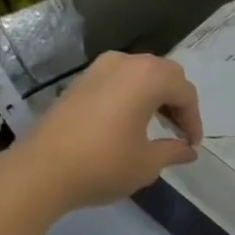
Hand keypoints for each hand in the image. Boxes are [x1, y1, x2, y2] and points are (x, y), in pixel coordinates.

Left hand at [10, 52, 202, 213]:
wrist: (40, 171)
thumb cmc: (103, 164)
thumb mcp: (147, 163)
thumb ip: (173, 151)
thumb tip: (188, 150)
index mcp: (147, 78)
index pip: (185, 92)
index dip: (194, 119)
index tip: (191, 145)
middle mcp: (124, 63)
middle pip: (165, 75)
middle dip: (177, 102)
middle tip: (179, 132)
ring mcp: (98, 70)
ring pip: (140, 74)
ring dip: (155, 96)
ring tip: (157, 126)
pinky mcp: (80, 82)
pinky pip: (119, 80)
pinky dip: (133, 96)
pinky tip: (130, 122)